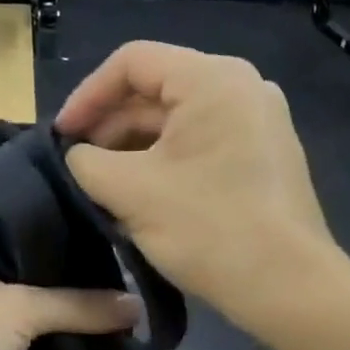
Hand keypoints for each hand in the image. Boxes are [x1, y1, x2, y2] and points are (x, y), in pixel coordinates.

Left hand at [0, 252, 139, 349]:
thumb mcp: (20, 310)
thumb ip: (80, 306)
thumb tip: (138, 305)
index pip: (42, 242)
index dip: (82, 246)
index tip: (129, 249)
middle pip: (48, 288)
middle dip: (88, 295)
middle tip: (142, 291)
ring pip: (47, 328)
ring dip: (80, 333)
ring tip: (136, 324)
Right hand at [55, 41, 337, 332]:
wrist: (287, 286)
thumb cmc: (207, 228)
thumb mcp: (130, 191)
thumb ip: (86, 162)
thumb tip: (78, 156)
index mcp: (212, 79)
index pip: (132, 62)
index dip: (86, 95)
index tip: (61, 138)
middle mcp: (241, 88)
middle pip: (156, 91)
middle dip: (109, 127)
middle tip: (77, 166)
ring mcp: (258, 124)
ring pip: (177, 122)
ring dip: (133, 149)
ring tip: (102, 187)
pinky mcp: (262, 158)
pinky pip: (200, 146)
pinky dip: (164, 163)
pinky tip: (140, 198)